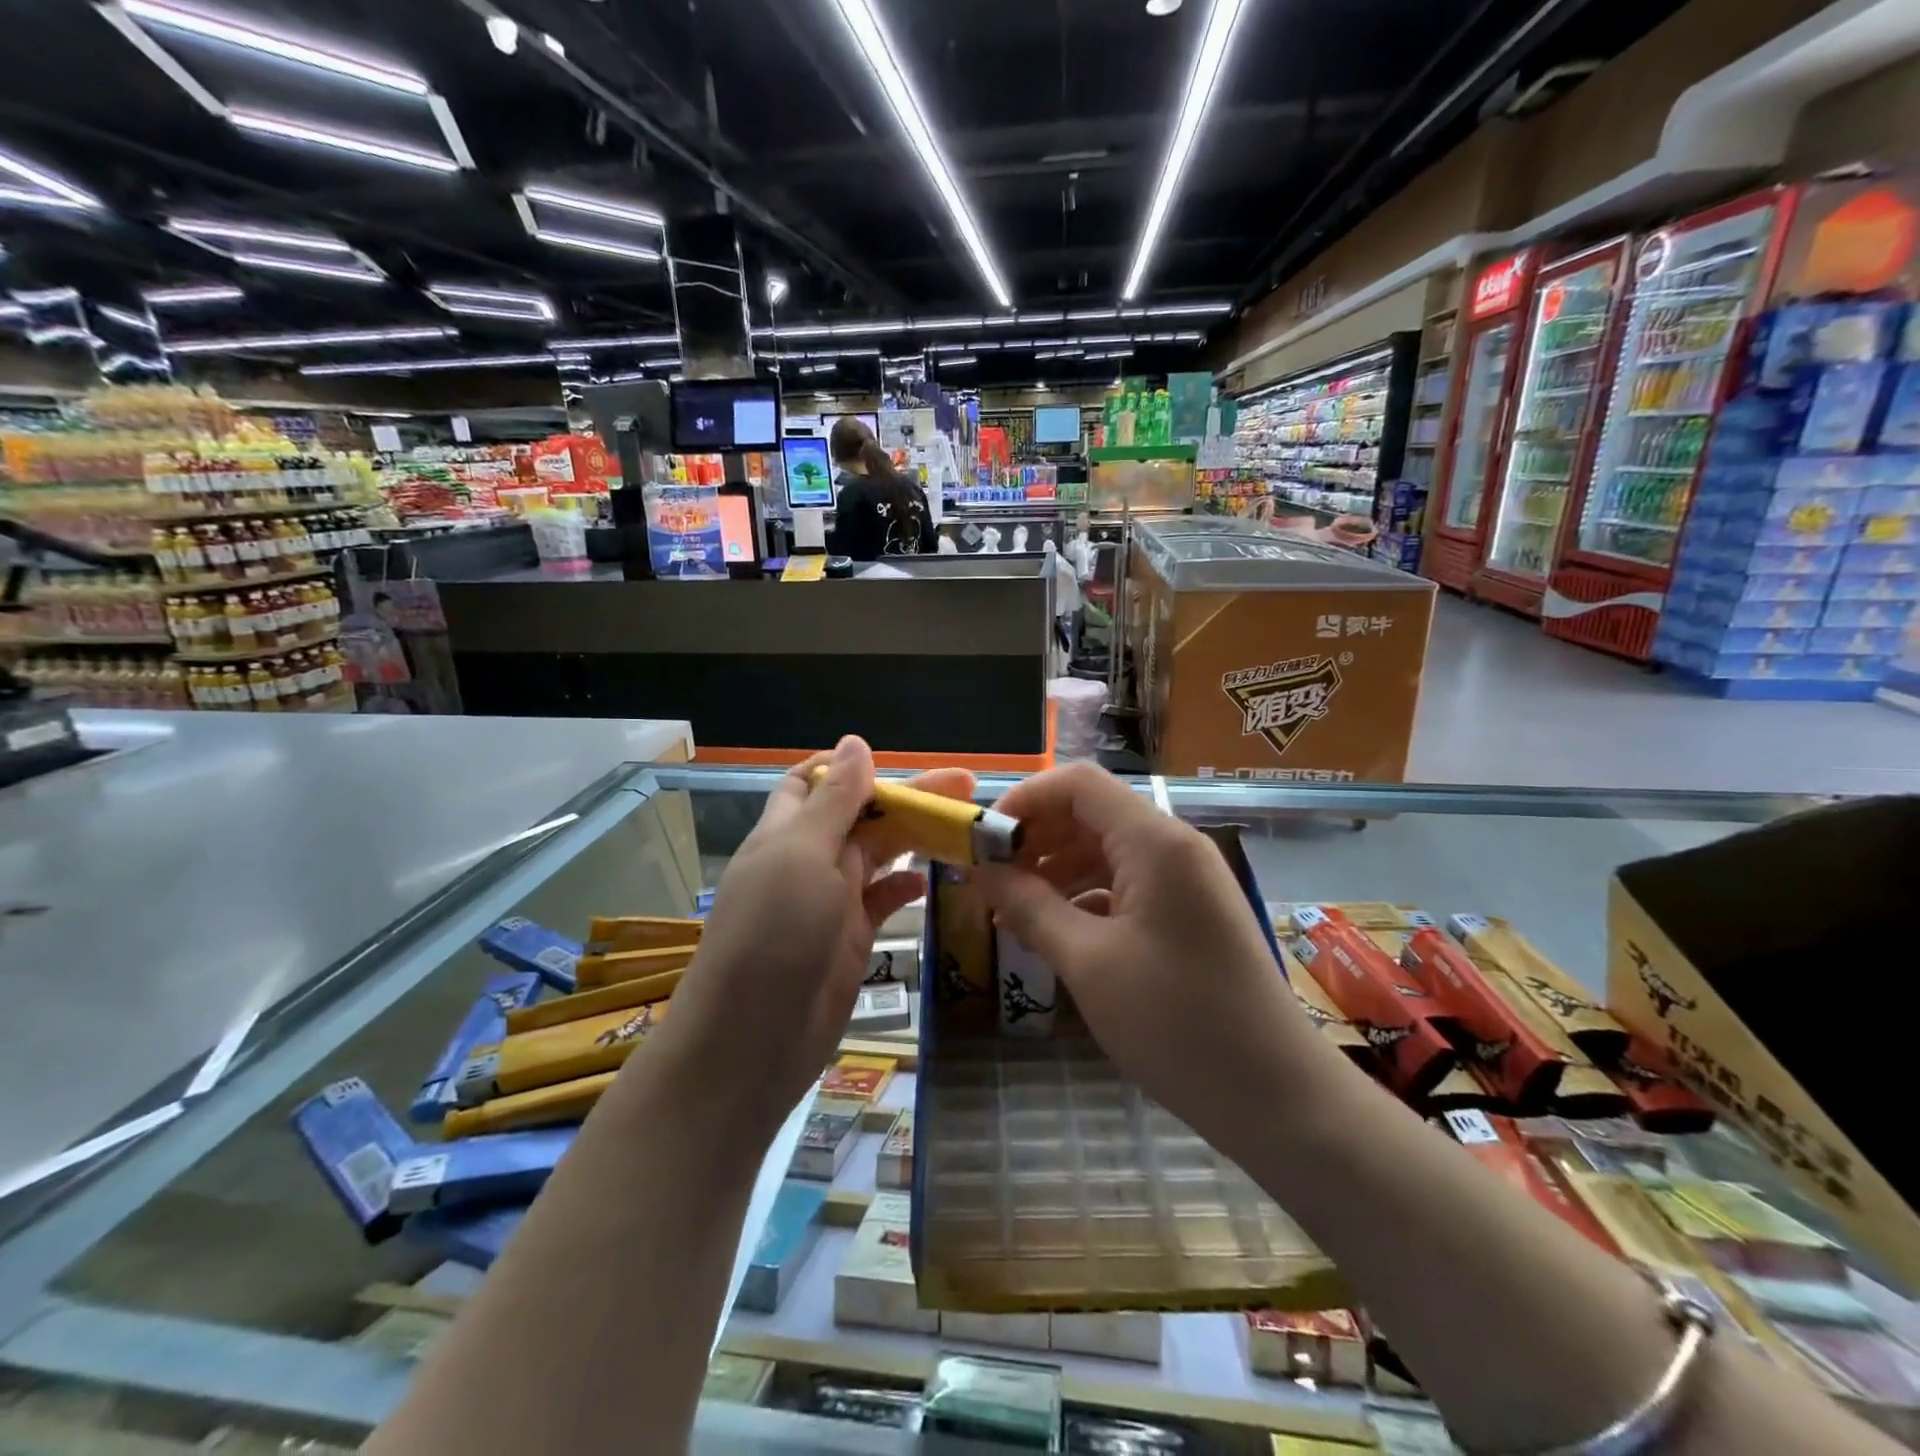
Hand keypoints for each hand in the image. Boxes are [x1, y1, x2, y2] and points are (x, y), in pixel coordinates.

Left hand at [665, 736, 972, 1134]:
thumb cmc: (773, 937)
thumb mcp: (802, 857)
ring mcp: (830, 901)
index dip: (852, 767)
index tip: (902, 763)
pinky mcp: (849, 938)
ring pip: (878, 854)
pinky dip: (906, 886)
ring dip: (916, 838)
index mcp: (787, 832)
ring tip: (965, 829)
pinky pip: (883, 900)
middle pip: (862, 814)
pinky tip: (932, 880)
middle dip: (908, 798)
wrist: (750, 1045)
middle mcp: (808, 860)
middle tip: (968, 790)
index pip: (815, 781)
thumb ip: (833, 802)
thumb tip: (855, 741)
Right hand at [974, 764, 1324, 1144]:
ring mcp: (1186, 879)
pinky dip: (1085, 897)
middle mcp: (1174, 845)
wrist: (1278, 1097)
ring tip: (1011, 908)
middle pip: (1091, 813)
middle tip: (988, 878)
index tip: (981, 842)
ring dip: (1056, 869)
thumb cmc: (1176, 1023)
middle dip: (1036, 837)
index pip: (1078, 784)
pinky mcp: (1189, 912)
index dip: (1023, 801)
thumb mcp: (1087, 963)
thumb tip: (981, 870)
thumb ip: (1029, 906)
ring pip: (1107, 850)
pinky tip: (1055, 931)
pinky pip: (1127, 884)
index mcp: (1154, 841)